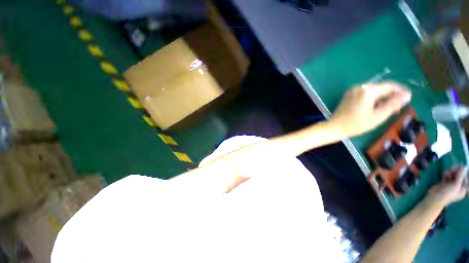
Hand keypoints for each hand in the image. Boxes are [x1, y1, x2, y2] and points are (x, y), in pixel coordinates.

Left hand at [329, 82, 411, 137]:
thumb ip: (393, 104)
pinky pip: (366, 93)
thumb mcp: (378, 116)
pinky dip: (373, 98)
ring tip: (388, 109)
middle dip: (391, 96)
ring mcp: (352, 90)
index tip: (409, 98)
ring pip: (374, 90)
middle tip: (398, 107)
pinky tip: (376, 107)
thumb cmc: (356, 124)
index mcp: (367, 91)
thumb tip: (407, 94)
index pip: (389, 86)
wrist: (335, 127)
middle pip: (381, 87)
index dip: (401, 91)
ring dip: (383, 97)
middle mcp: (359, 87)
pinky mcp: (349, 95)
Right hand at [429, 166, 467, 204]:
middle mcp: (458, 186)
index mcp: (463, 189)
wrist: (435, 197)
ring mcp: (451, 185)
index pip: (466, 179)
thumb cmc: (448, 193)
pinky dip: (445, 174)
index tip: (461, 167)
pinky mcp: (445, 183)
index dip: (463, 173)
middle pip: (459, 176)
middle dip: (456, 172)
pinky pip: (447, 176)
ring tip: (446, 173)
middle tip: (452, 167)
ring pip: (452, 175)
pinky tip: (443, 175)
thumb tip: (465, 167)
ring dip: (450, 173)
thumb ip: (461, 176)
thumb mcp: (456, 185)